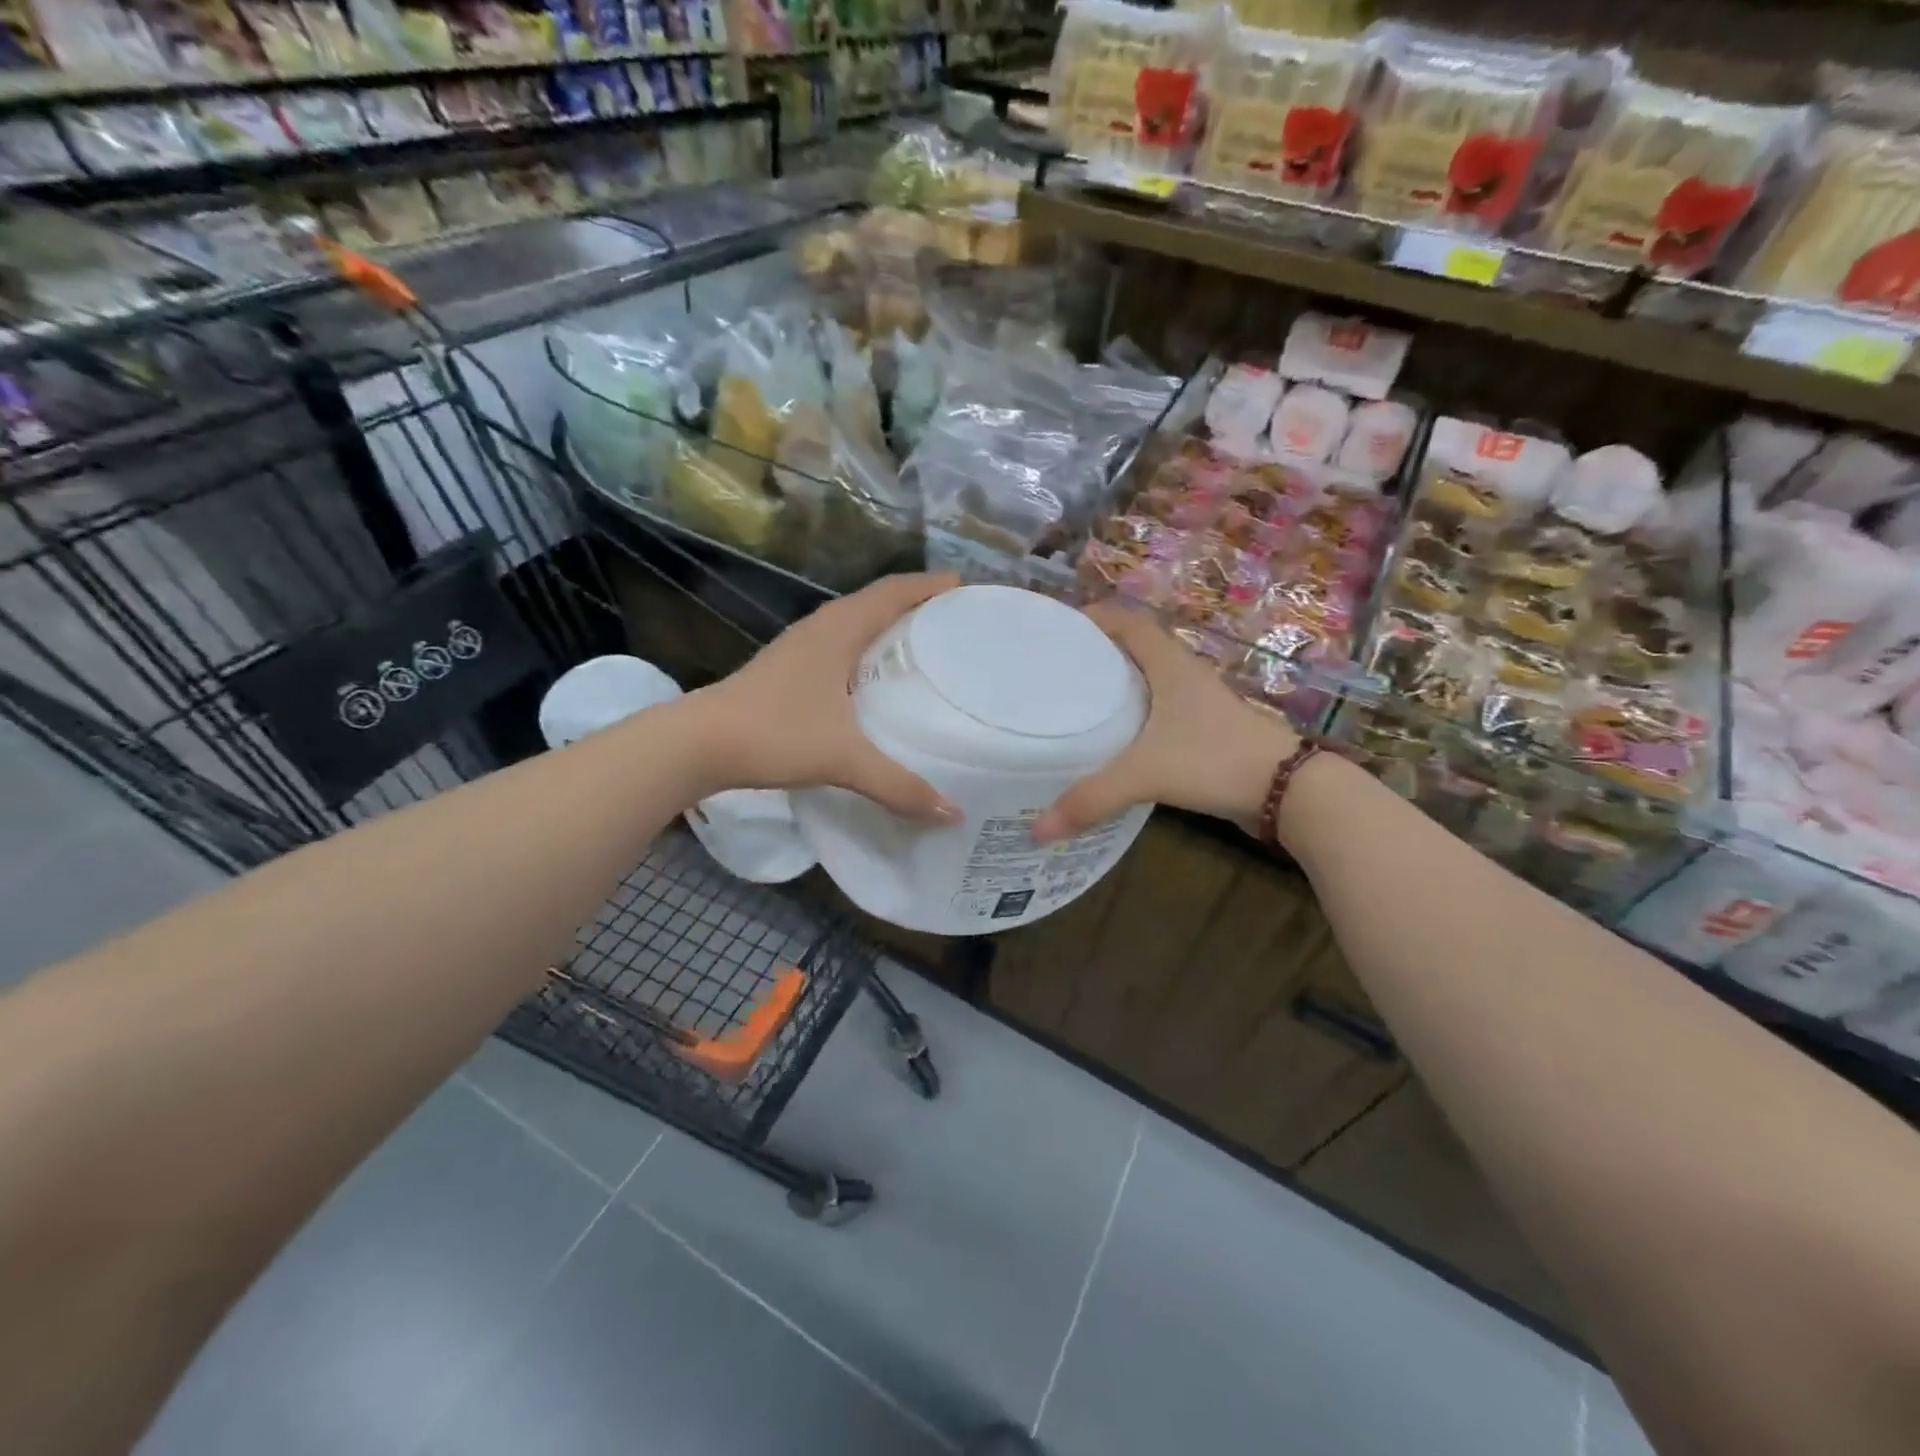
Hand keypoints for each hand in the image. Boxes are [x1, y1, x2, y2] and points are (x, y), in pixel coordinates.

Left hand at [693, 572, 962, 823]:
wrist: (698, 744)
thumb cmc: (774, 734)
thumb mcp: (843, 759)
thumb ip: (898, 786)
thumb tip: (952, 814)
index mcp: (840, 628)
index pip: (894, 591)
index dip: (932, 586)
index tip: (968, 589)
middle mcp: (822, 626)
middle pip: (879, 601)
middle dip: (919, 604)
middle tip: (958, 621)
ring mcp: (802, 646)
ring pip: (857, 622)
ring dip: (891, 625)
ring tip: (927, 646)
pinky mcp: (789, 668)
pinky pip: (841, 644)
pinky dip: (868, 649)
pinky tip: (878, 680)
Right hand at [1033, 601, 1299, 843]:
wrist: (1287, 790)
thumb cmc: (1214, 760)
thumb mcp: (1146, 774)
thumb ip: (1091, 798)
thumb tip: (1037, 830)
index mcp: (1169, 664)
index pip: (1126, 621)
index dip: (1092, 618)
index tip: (1055, 630)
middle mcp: (1182, 674)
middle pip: (1133, 648)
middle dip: (1094, 653)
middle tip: (1052, 671)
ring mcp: (1196, 703)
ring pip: (1146, 681)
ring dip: (1114, 686)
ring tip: (1071, 703)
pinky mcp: (1202, 731)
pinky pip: (1157, 712)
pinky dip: (1132, 717)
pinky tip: (1111, 741)